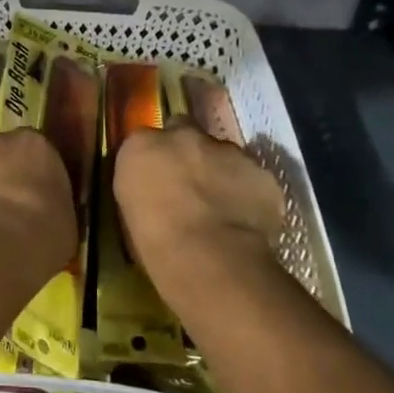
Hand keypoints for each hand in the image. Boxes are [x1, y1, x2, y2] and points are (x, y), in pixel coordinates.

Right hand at [113, 118, 288, 305]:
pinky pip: (254, 178)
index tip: (160, 175)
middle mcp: (184, 136)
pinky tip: (246, 218)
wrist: (208, 258)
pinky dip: (249, 192)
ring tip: (222, 206)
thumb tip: (157, 186)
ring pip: (225, 154)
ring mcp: (227, 151)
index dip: (157, 155)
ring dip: (221, 170)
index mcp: (142, 146)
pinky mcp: (262, 173)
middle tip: (191, 185)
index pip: (148, 138)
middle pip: (188, 133)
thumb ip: (145, 182)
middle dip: (190, 153)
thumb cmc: (155, 242)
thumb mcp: (131, 208)